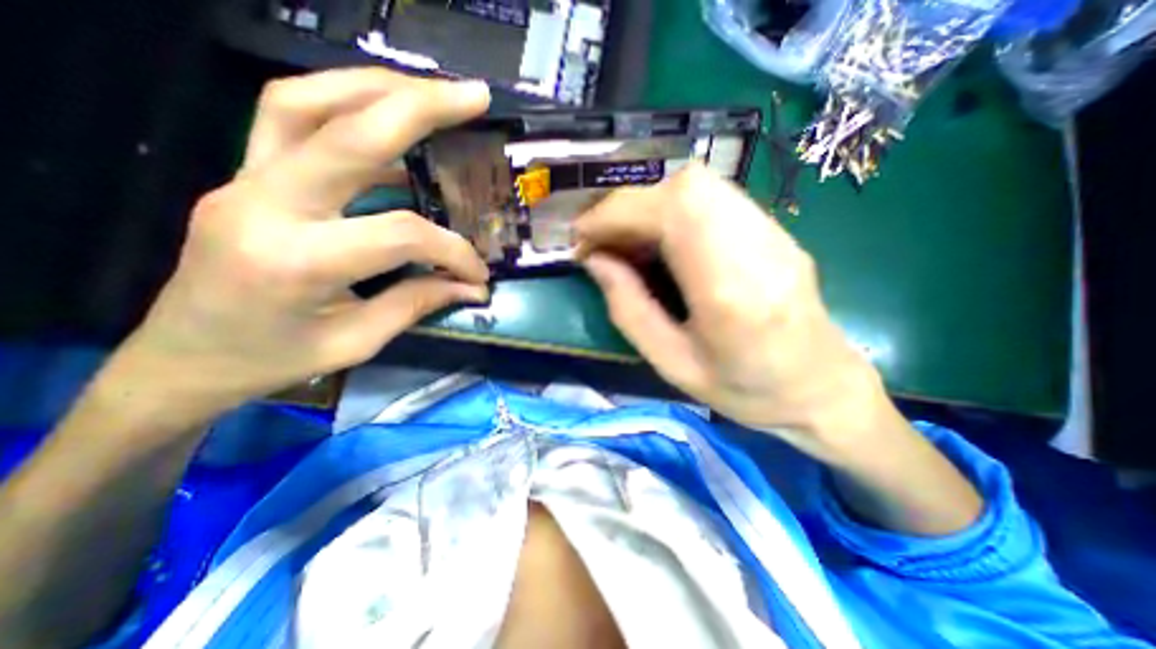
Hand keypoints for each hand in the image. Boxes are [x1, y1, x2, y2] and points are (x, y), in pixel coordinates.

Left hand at [115, 68, 492, 415]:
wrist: (182, 359)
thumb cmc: (274, 359)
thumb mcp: (358, 340)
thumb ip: (419, 302)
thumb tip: (470, 286)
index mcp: (299, 261)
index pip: (401, 234)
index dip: (453, 252)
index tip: (477, 274)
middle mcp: (265, 205)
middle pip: (345, 132)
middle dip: (419, 107)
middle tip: (474, 96)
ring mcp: (244, 181)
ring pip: (305, 103)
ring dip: (377, 88)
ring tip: (432, 93)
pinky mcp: (244, 176)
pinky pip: (290, 119)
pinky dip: (345, 106)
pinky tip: (387, 120)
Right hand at [577, 164, 887, 459]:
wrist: (821, 387)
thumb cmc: (745, 390)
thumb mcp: (672, 363)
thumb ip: (628, 309)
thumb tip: (594, 260)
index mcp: (730, 291)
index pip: (672, 215)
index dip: (616, 215)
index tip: (581, 236)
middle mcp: (758, 246)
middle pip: (686, 186)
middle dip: (629, 206)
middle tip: (604, 240)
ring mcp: (773, 231)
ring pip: (699, 184)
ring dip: (650, 206)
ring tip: (628, 241)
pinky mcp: (775, 228)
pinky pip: (714, 197)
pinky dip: (673, 209)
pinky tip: (663, 240)